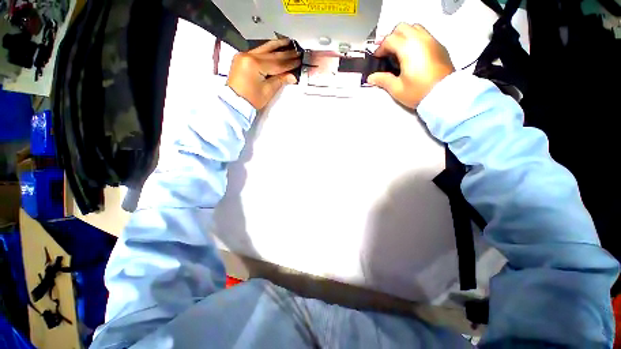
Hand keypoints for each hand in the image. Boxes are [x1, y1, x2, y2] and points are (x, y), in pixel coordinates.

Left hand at [227, 39, 301, 109]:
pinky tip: (274, 48)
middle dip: (285, 53)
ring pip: (264, 48)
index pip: (276, 63)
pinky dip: (267, 50)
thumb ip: (280, 80)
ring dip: (277, 46)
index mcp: (254, 64)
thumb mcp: (268, 91)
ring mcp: (243, 55)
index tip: (299, 60)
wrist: (234, 102)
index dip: (289, 63)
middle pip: (271, 54)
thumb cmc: (251, 100)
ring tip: (288, 42)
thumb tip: (292, 76)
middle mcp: (248, 55)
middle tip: (297, 52)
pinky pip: (257, 51)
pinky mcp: (241, 58)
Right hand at [368, 23, 454, 108]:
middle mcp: (420, 39)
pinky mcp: (439, 46)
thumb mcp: (397, 88)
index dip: (380, 48)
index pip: (390, 39)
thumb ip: (383, 80)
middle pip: (402, 28)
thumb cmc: (419, 92)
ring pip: (414, 28)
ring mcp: (431, 40)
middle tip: (387, 53)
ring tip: (399, 52)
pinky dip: (415, 39)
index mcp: (408, 48)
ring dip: (404, 36)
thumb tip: (371, 78)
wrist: (444, 94)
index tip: (377, 58)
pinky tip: (412, 55)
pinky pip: (424, 35)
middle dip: (391, 38)